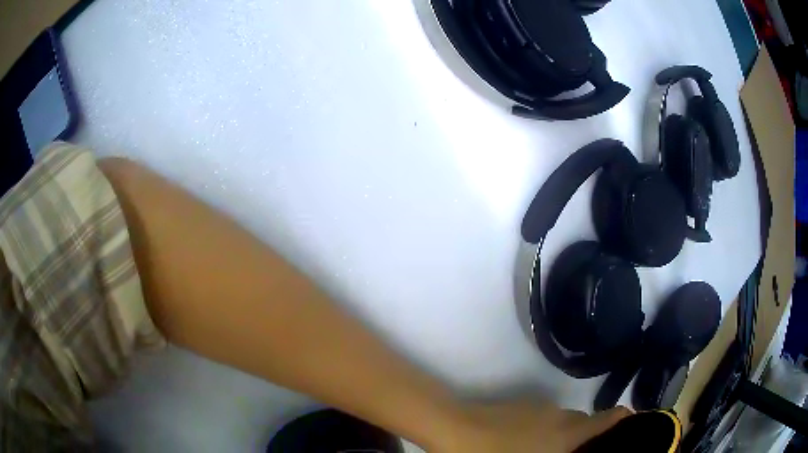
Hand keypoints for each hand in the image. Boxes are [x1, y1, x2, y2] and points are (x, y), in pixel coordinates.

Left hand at [434, 400, 630, 452]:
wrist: (455, 428)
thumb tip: (573, 450)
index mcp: (569, 432)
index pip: (612, 418)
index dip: (626, 423)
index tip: (630, 433)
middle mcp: (561, 415)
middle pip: (587, 423)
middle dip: (589, 439)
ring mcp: (540, 407)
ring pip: (565, 421)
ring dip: (565, 436)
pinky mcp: (521, 405)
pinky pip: (545, 419)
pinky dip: (545, 431)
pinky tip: (524, 446)